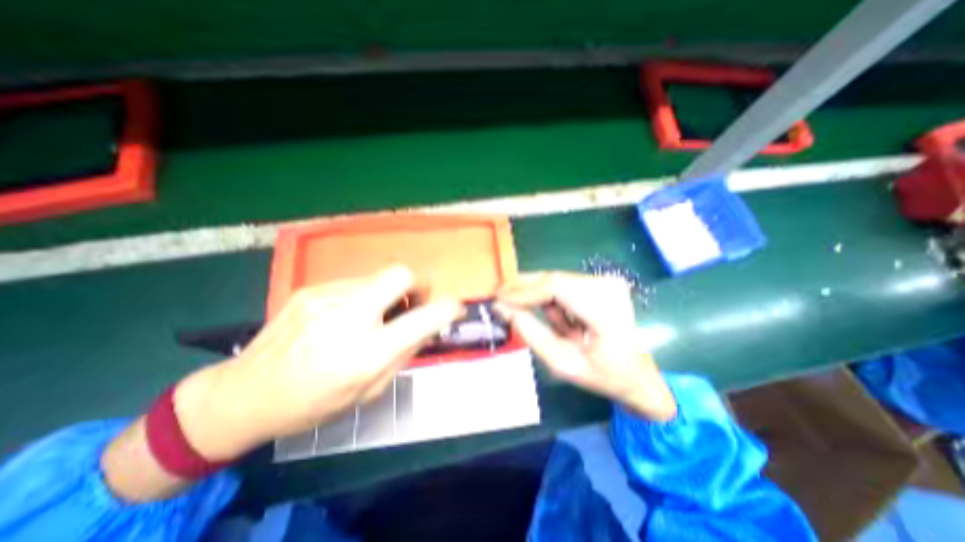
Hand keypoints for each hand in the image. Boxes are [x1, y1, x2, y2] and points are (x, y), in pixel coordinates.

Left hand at [173, 265, 463, 457]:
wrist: (244, 394)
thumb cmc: (313, 403)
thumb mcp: (369, 391)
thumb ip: (403, 355)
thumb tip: (427, 327)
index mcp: (366, 353)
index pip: (421, 320)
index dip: (447, 309)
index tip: (456, 308)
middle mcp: (349, 317)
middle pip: (400, 274)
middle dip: (418, 283)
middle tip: (416, 299)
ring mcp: (327, 297)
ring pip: (378, 277)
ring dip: (389, 293)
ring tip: (377, 314)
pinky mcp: (312, 289)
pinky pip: (355, 283)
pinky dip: (366, 295)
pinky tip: (349, 315)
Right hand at [498, 274, 677, 421]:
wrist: (637, 373)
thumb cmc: (603, 375)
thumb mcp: (562, 363)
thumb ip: (531, 334)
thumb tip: (502, 309)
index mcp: (606, 312)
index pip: (557, 289)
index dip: (523, 292)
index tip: (498, 299)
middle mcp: (608, 287)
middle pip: (554, 279)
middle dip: (523, 288)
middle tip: (498, 296)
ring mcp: (607, 281)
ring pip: (556, 280)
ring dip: (537, 295)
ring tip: (524, 312)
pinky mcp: (601, 281)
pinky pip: (564, 284)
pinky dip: (550, 297)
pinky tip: (554, 316)